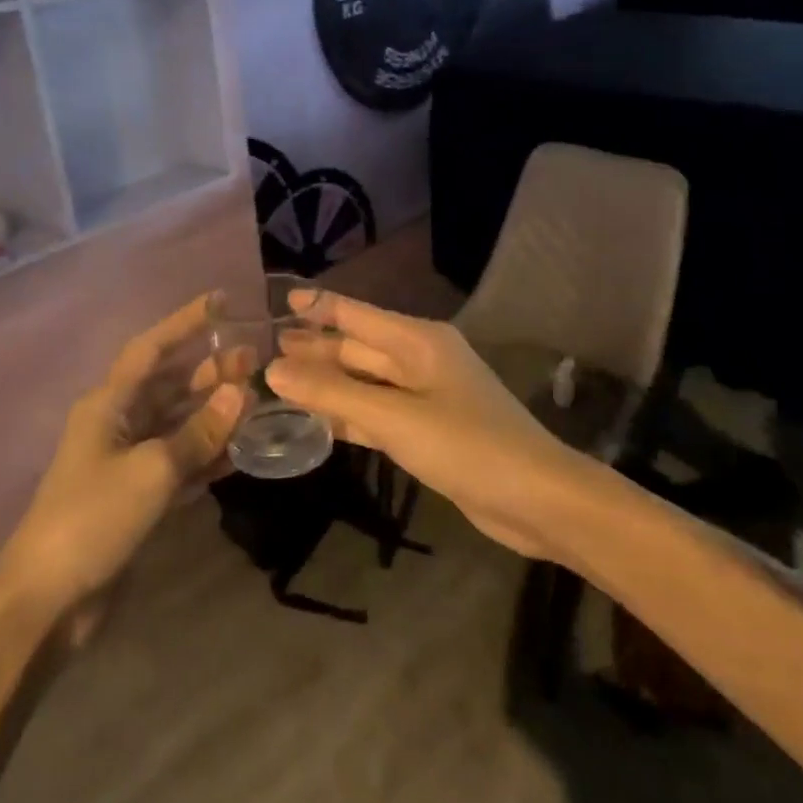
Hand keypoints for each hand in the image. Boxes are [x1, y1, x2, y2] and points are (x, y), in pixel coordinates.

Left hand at [0, 295, 244, 613]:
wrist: (48, 599)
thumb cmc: (93, 518)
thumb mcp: (152, 469)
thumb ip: (198, 431)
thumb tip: (239, 390)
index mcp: (108, 404)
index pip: (150, 348)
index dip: (184, 322)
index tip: (221, 301)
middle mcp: (117, 423)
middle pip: (168, 385)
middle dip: (208, 370)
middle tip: (253, 359)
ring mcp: (127, 461)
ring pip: (177, 423)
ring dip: (212, 412)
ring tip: (255, 399)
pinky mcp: (136, 496)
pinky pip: (178, 462)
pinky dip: (205, 454)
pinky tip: (238, 451)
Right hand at [265, 293, 579, 560]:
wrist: (538, 500)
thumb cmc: (468, 446)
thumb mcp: (394, 418)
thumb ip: (333, 394)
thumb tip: (274, 368)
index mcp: (417, 341)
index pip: (356, 315)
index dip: (318, 307)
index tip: (278, 302)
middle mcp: (419, 361)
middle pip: (357, 348)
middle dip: (315, 348)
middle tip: (264, 348)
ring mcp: (424, 397)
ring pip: (364, 382)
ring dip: (326, 383)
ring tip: (279, 381)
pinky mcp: (426, 431)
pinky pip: (376, 413)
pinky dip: (347, 414)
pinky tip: (316, 420)